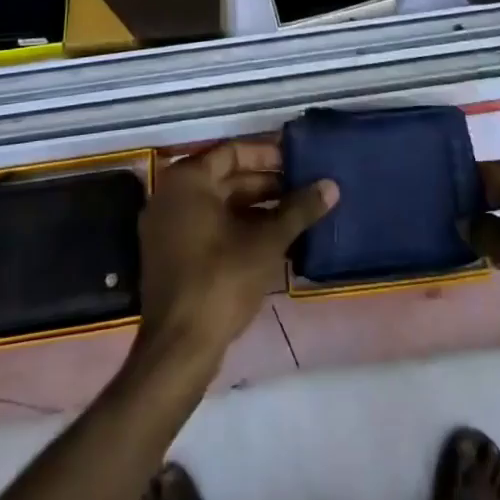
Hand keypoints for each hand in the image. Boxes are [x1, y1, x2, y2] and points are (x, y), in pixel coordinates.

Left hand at [135, 141, 337, 375]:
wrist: (178, 348)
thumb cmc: (220, 280)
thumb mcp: (266, 242)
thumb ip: (299, 210)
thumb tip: (331, 185)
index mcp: (187, 180)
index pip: (233, 151)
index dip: (268, 154)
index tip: (298, 162)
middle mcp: (171, 195)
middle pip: (225, 177)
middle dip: (266, 183)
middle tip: (304, 188)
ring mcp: (167, 226)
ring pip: (219, 204)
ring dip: (256, 207)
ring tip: (296, 213)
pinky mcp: (171, 254)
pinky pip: (208, 226)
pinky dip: (238, 227)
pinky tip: (273, 239)